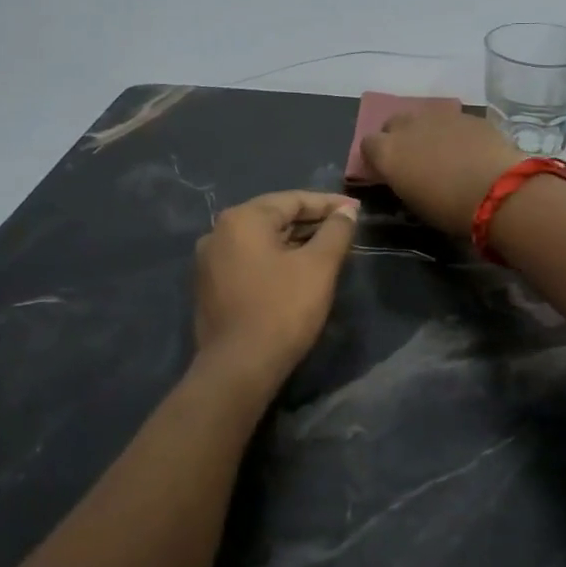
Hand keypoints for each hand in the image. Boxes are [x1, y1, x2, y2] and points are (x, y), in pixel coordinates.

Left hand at [193, 191, 358, 387]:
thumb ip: (336, 231)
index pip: (293, 200)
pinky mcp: (210, 287)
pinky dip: (275, 260)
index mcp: (243, 219)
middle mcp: (219, 232)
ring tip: (326, 251)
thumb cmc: (283, 309)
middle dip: (311, 223)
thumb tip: (346, 211)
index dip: (328, 204)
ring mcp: (209, 261)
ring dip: (295, 242)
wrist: (239, 367)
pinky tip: (297, 272)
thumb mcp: (319, 266)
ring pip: (262, 241)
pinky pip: (249, 261)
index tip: (356, 210)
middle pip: (274, 217)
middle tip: (345, 230)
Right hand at [361, 109, 521, 238]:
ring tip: (442, 152)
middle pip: (393, 123)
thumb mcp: (414, 203)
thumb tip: (404, 175)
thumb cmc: (449, 209)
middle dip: (398, 137)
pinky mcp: (467, 115)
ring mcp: (440, 116)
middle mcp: (409, 127)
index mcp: (389, 152)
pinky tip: (468, 149)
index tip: (385, 169)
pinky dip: (453, 132)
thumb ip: (402, 181)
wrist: (498, 191)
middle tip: (413, 158)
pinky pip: (452, 121)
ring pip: (423, 118)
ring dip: (426, 131)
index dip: (375, 156)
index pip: (368, 144)